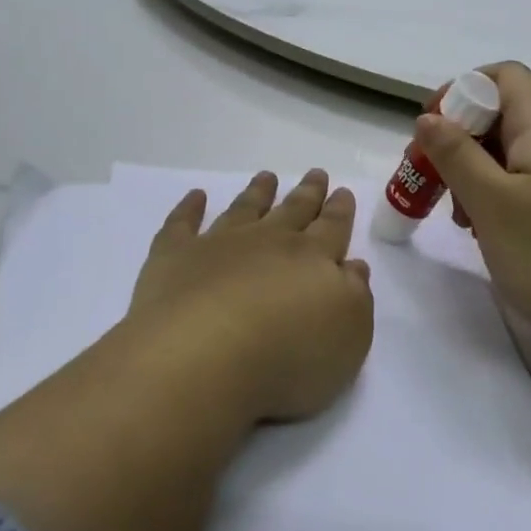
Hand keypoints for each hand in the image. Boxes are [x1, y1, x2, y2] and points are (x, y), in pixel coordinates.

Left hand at [125, 170, 372, 422]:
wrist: (203, 357)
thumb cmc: (287, 357)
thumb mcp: (348, 337)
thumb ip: (355, 297)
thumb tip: (352, 266)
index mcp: (313, 260)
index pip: (332, 228)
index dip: (340, 211)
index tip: (342, 191)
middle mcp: (268, 242)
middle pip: (292, 211)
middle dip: (307, 193)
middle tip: (315, 173)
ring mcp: (219, 245)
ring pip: (244, 209)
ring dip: (258, 192)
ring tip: (267, 177)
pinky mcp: (175, 257)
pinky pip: (183, 223)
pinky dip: (189, 208)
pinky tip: (196, 196)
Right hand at [415, 63, 530, 360]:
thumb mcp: (492, 202)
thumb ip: (456, 154)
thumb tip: (429, 117)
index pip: (504, 76)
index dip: (462, 90)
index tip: (432, 130)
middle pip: (507, 114)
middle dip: (462, 139)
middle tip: (434, 180)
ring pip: (518, 152)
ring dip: (480, 172)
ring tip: (461, 215)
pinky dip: (505, 194)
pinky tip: (493, 232)